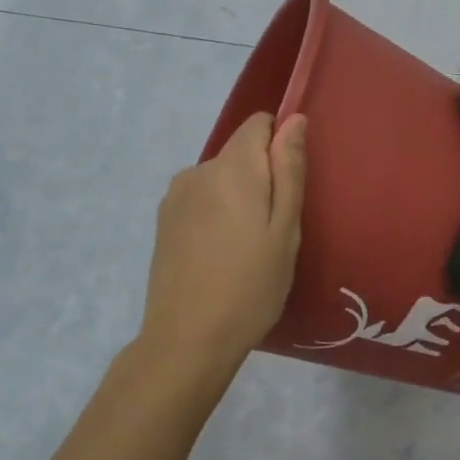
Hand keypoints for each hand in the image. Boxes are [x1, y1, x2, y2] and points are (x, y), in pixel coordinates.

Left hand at [138, 112, 307, 374]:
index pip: (259, 124)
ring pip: (221, 179)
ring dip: (239, 198)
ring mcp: (175, 197)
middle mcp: (198, 171)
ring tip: (249, 248)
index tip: (290, 187)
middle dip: (262, 177)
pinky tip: (222, 255)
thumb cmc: (251, 285)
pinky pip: (202, 200)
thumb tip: (295, 120)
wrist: (187, 340)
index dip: (281, 146)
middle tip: (275, 230)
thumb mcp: (285, 228)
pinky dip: (217, 215)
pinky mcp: (164, 221)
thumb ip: (289, 169)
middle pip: (240, 153)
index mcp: (232, 168)